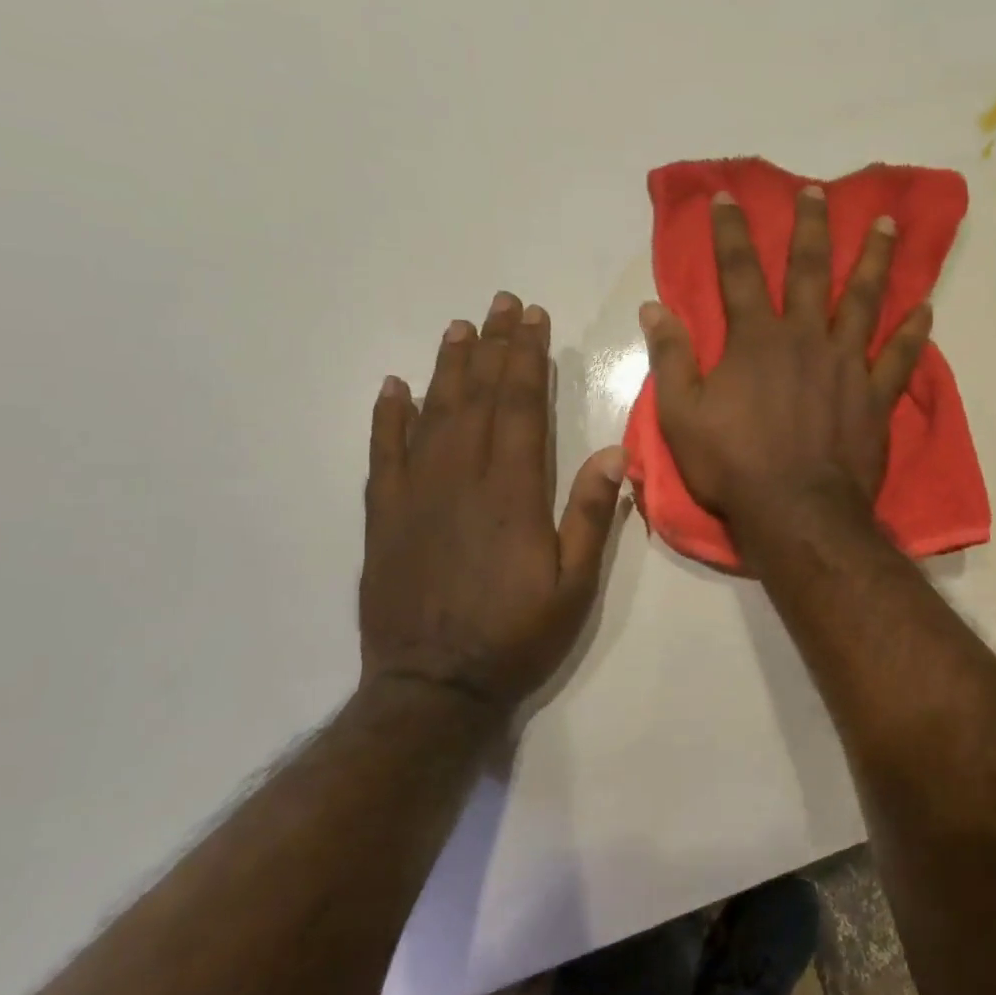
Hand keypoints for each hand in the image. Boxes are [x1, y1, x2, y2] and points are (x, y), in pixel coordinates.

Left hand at [359, 292, 626, 713]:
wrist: (434, 690)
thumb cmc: (516, 637)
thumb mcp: (574, 586)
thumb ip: (591, 517)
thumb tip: (611, 453)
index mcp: (512, 493)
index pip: (521, 407)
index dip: (527, 358)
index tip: (533, 319)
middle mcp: (461, 480)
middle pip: (478, 398)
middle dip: (493, 347)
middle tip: (501, 304)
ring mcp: (416, 496)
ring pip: (433, 415)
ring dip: (448, 368)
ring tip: (460, 328)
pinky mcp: (385, 518)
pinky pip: (384, 455)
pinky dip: (388, 417)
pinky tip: (394, 387)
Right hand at [640, 187, 930, 537]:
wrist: (797, 512)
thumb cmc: (733, 466)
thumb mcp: (682, 415)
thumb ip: (671, 358)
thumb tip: (652, 308)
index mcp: (756, 340)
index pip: (739, 272)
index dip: (731, 232)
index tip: (727, 196)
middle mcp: (805, 339)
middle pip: (810, 271)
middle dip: (811, 227)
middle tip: (819, 192)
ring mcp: (846, 365)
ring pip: (864, 300)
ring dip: (875, 260)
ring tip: (888, 224)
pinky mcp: (875, 396)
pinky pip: (899, 357)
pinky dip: (913, 333)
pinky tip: (926, 308)